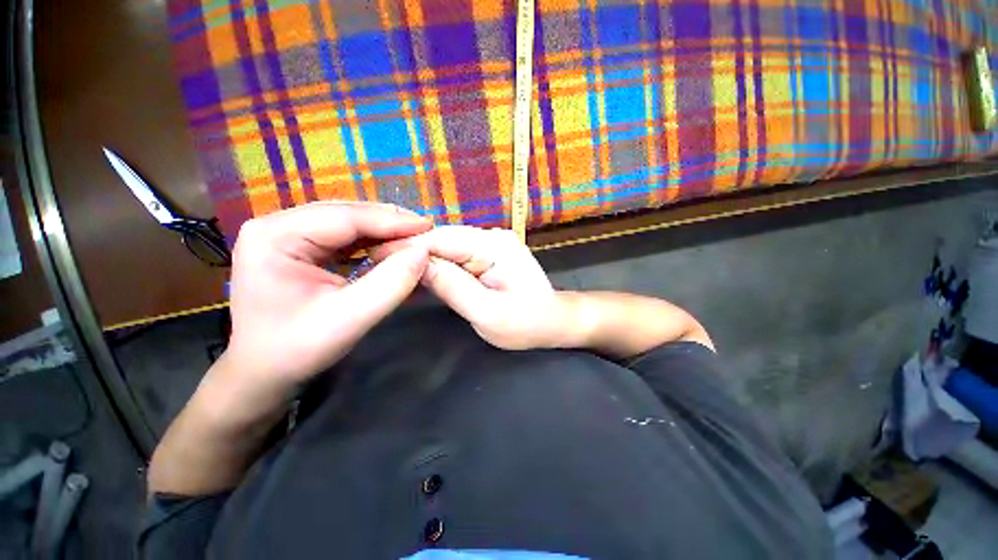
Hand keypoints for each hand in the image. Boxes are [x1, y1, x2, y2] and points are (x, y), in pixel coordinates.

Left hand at [223, 202, 432, 395]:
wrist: (262, 373)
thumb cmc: (297, 350)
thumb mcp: (349, 320)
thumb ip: (390, 284)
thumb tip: (423, 252)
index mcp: (275, 237)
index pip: (345, 217)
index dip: (392, 221)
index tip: (428, 225)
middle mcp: (276, 225)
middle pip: (346, 214)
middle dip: (389, 224)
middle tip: (425, 232)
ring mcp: (285, 233)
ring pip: (347, 222)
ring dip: (383, 231)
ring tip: (413, 238)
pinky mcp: (297, 246)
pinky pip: (343, 236)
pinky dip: (371, 241)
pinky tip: (391, 247)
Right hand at [372, 226, 568, 349]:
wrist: (552, 320)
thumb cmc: (525, 323)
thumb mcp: (486, 312)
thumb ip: (452, 287)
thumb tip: (415, 265)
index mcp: (494, 246)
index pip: (441, 238)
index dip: (407, 246)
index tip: (374, 256)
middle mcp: (492, 236)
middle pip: (442, 238)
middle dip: (411, 250)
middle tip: (374, 263)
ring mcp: (491, 242)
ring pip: (448, 245)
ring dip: (422, 256)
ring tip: (391, 267)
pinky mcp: (489, 253)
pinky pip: (457, 253)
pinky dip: (438, 262)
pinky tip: (420, 271)